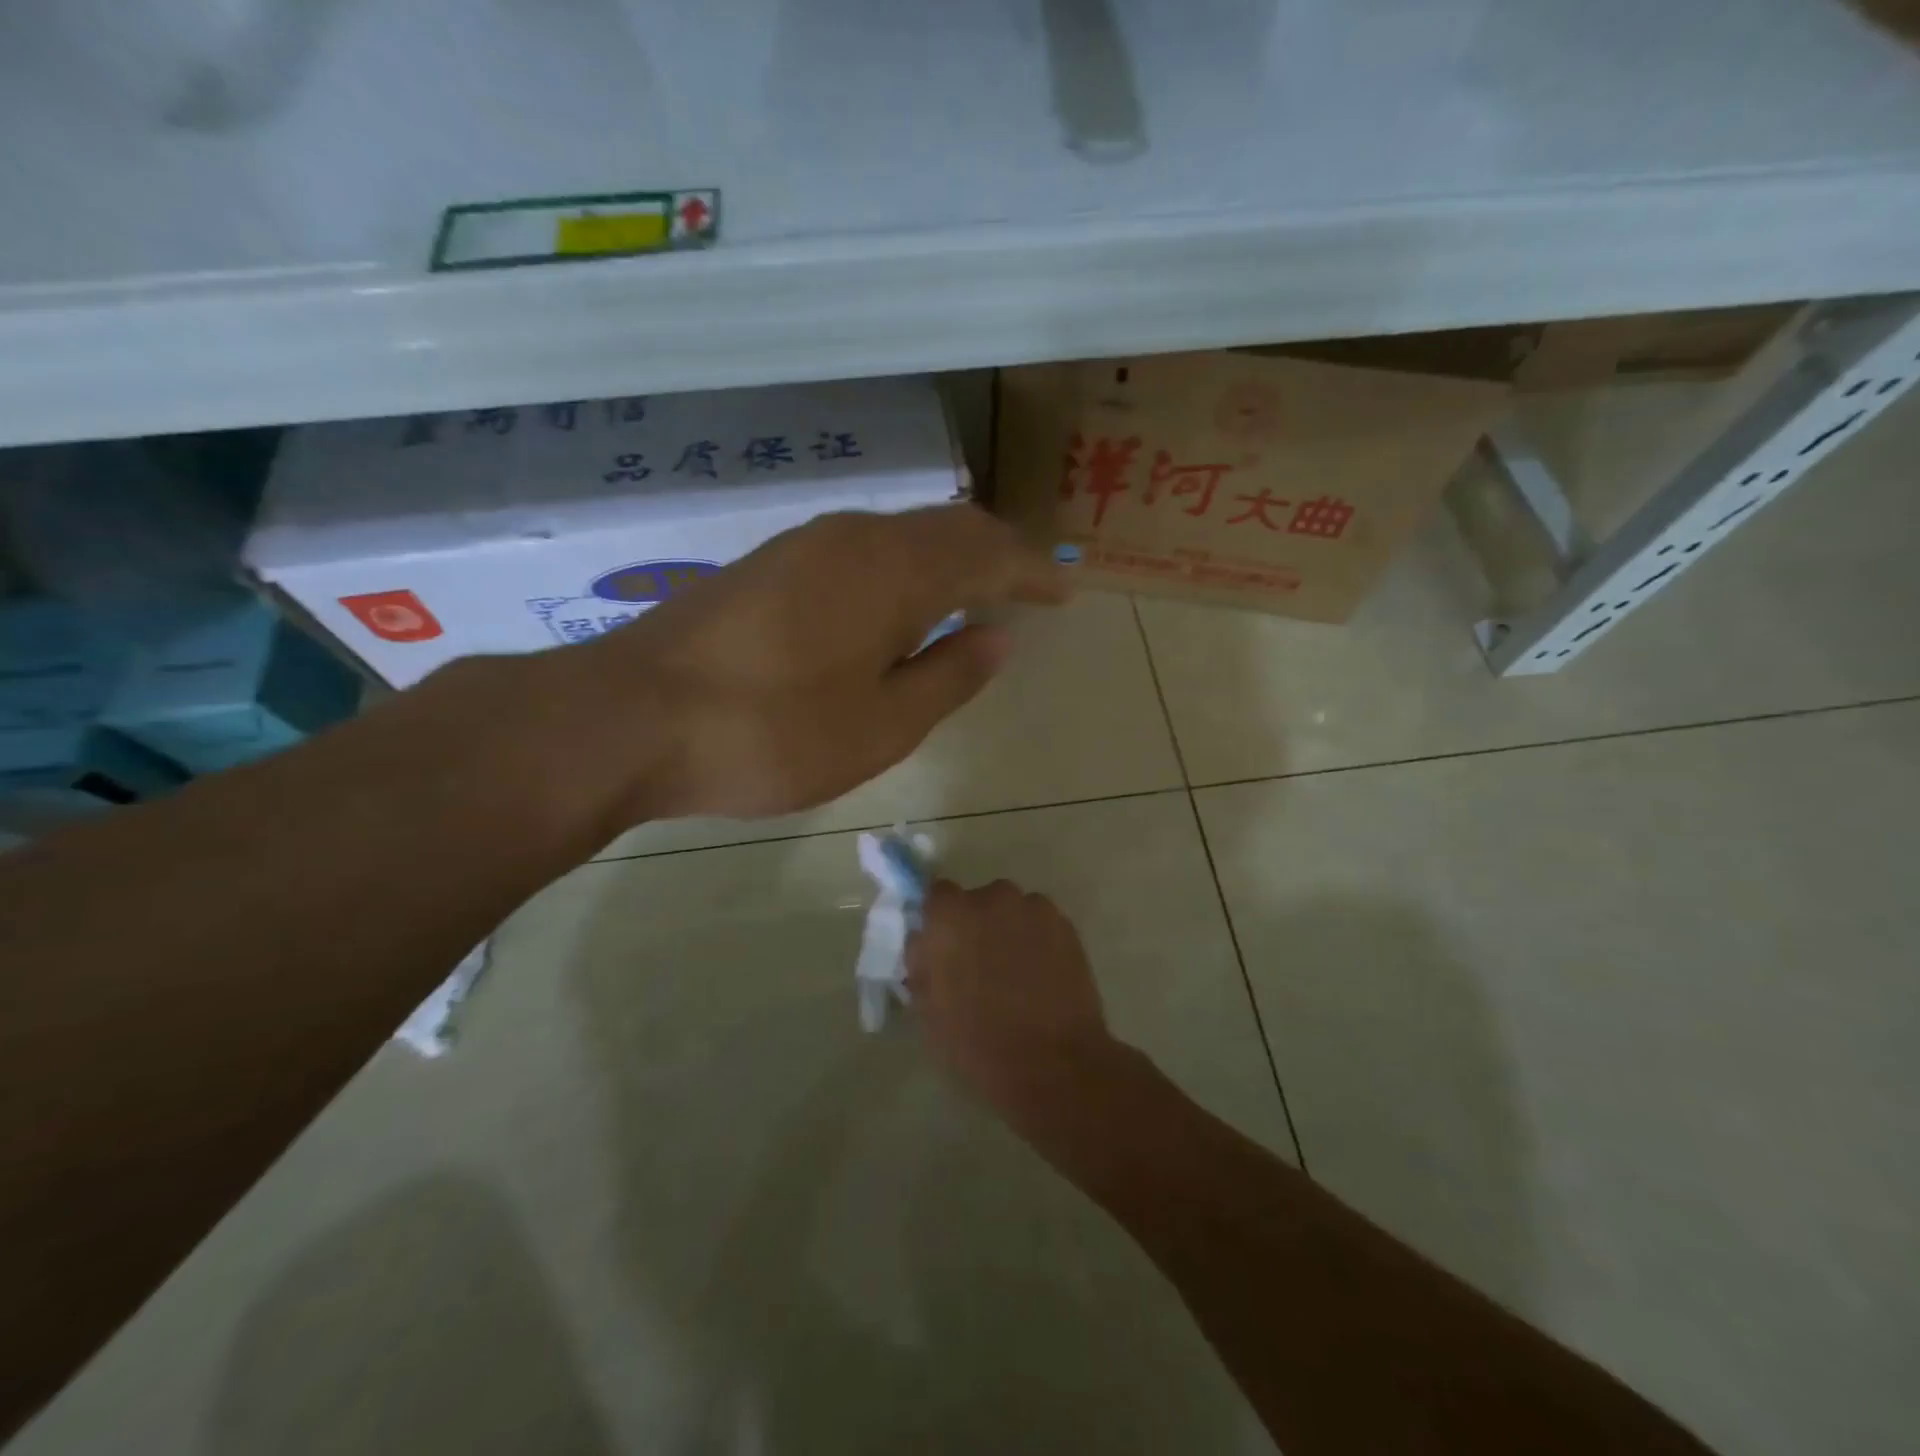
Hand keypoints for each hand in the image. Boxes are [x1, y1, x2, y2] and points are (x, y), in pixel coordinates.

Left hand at [569, 506, 1067, 823]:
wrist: (629, 718)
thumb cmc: (770, 733)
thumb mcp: (880, 726)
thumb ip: (947, 678)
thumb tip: (997, 639)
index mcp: (893, 570)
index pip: (986, 553)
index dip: (1032, 571)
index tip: (1066, 590)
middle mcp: (853, 538)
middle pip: (945, 528)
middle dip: (995, 554)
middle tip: (1028, 586)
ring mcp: (802, 546)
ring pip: (900, 535)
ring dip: (946, 558)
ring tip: (974, 593)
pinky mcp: (767, 566)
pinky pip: (860, 550)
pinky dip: (901, 568)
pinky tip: (897, 604)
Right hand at [907, 879, 1124, 1126]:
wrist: (1052, 1064)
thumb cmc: (977, 1042)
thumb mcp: (928, 1009)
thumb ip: (922, 964)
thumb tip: (925, 944)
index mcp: (950, 916)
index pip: (937, 895)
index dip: (940, 920)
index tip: (942, 946)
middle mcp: (991, 899)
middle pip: (978, 900)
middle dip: (977, 925)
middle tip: (979, 964)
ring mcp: (1033, 909)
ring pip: (1013, 911)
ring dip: (1009, 930)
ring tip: (1016, 973)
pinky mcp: (1066, 925)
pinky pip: (1041, 923)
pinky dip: (1038, 940)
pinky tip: (1042, 975)